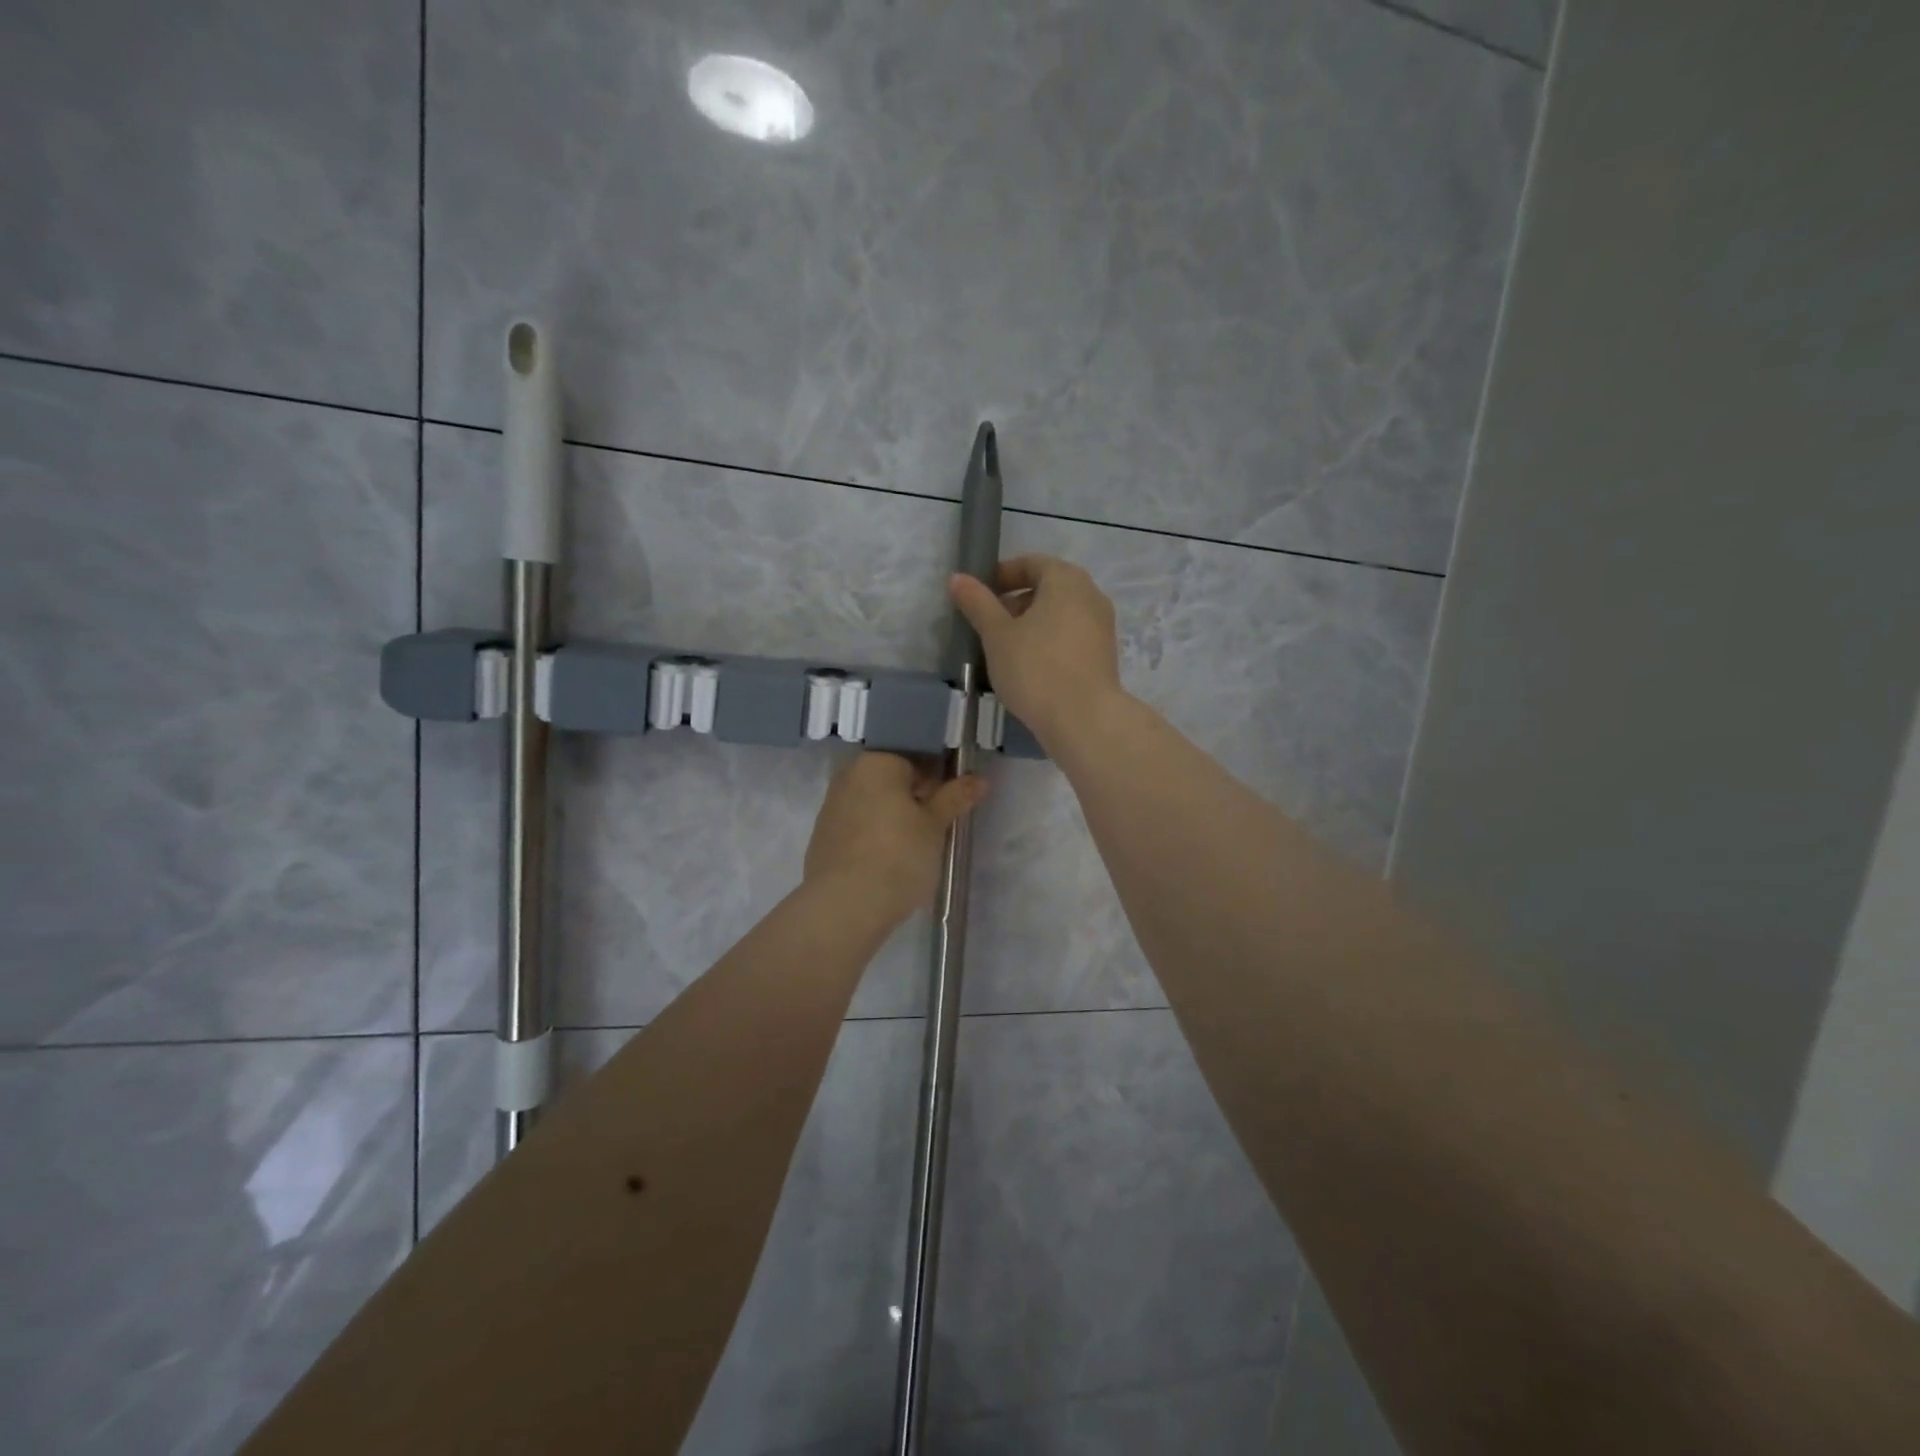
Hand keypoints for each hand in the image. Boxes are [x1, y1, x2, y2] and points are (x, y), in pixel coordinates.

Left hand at [803, 753, 985, 922]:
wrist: (844, 906)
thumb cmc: (898, 856)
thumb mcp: (935, 826)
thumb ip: (955, 798)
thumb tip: (979, 779)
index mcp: (876, 763)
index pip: (916, 758)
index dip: (939, 779)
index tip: (951, 803)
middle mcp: (848, 776)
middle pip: (892, 780)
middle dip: (915, 798)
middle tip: (936, 827)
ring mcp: (831, 807)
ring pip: (874, 803)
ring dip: (894, 817)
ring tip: (914, 847)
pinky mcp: (822, 837)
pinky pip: (857, 826)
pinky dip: (874, 835)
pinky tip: (888, 860)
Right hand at [949, 555, 1125, 750]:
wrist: (1084, 720)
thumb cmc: (1036, 668)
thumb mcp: (997, 635)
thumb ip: (977, 603)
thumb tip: (958, 578)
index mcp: (1066, 580)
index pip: (1031, 563)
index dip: (1002, 575)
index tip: (979, 596)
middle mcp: (1091, 595)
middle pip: (1048, 587)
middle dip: (1016, 602)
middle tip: (988, 624)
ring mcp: (1102, 626)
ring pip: (1060, 614)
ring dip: (1032, 624)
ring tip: (1005, 649)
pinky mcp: (1104, 655)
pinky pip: (1071, 636)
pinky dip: (1049, 642)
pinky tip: (1030, 667)